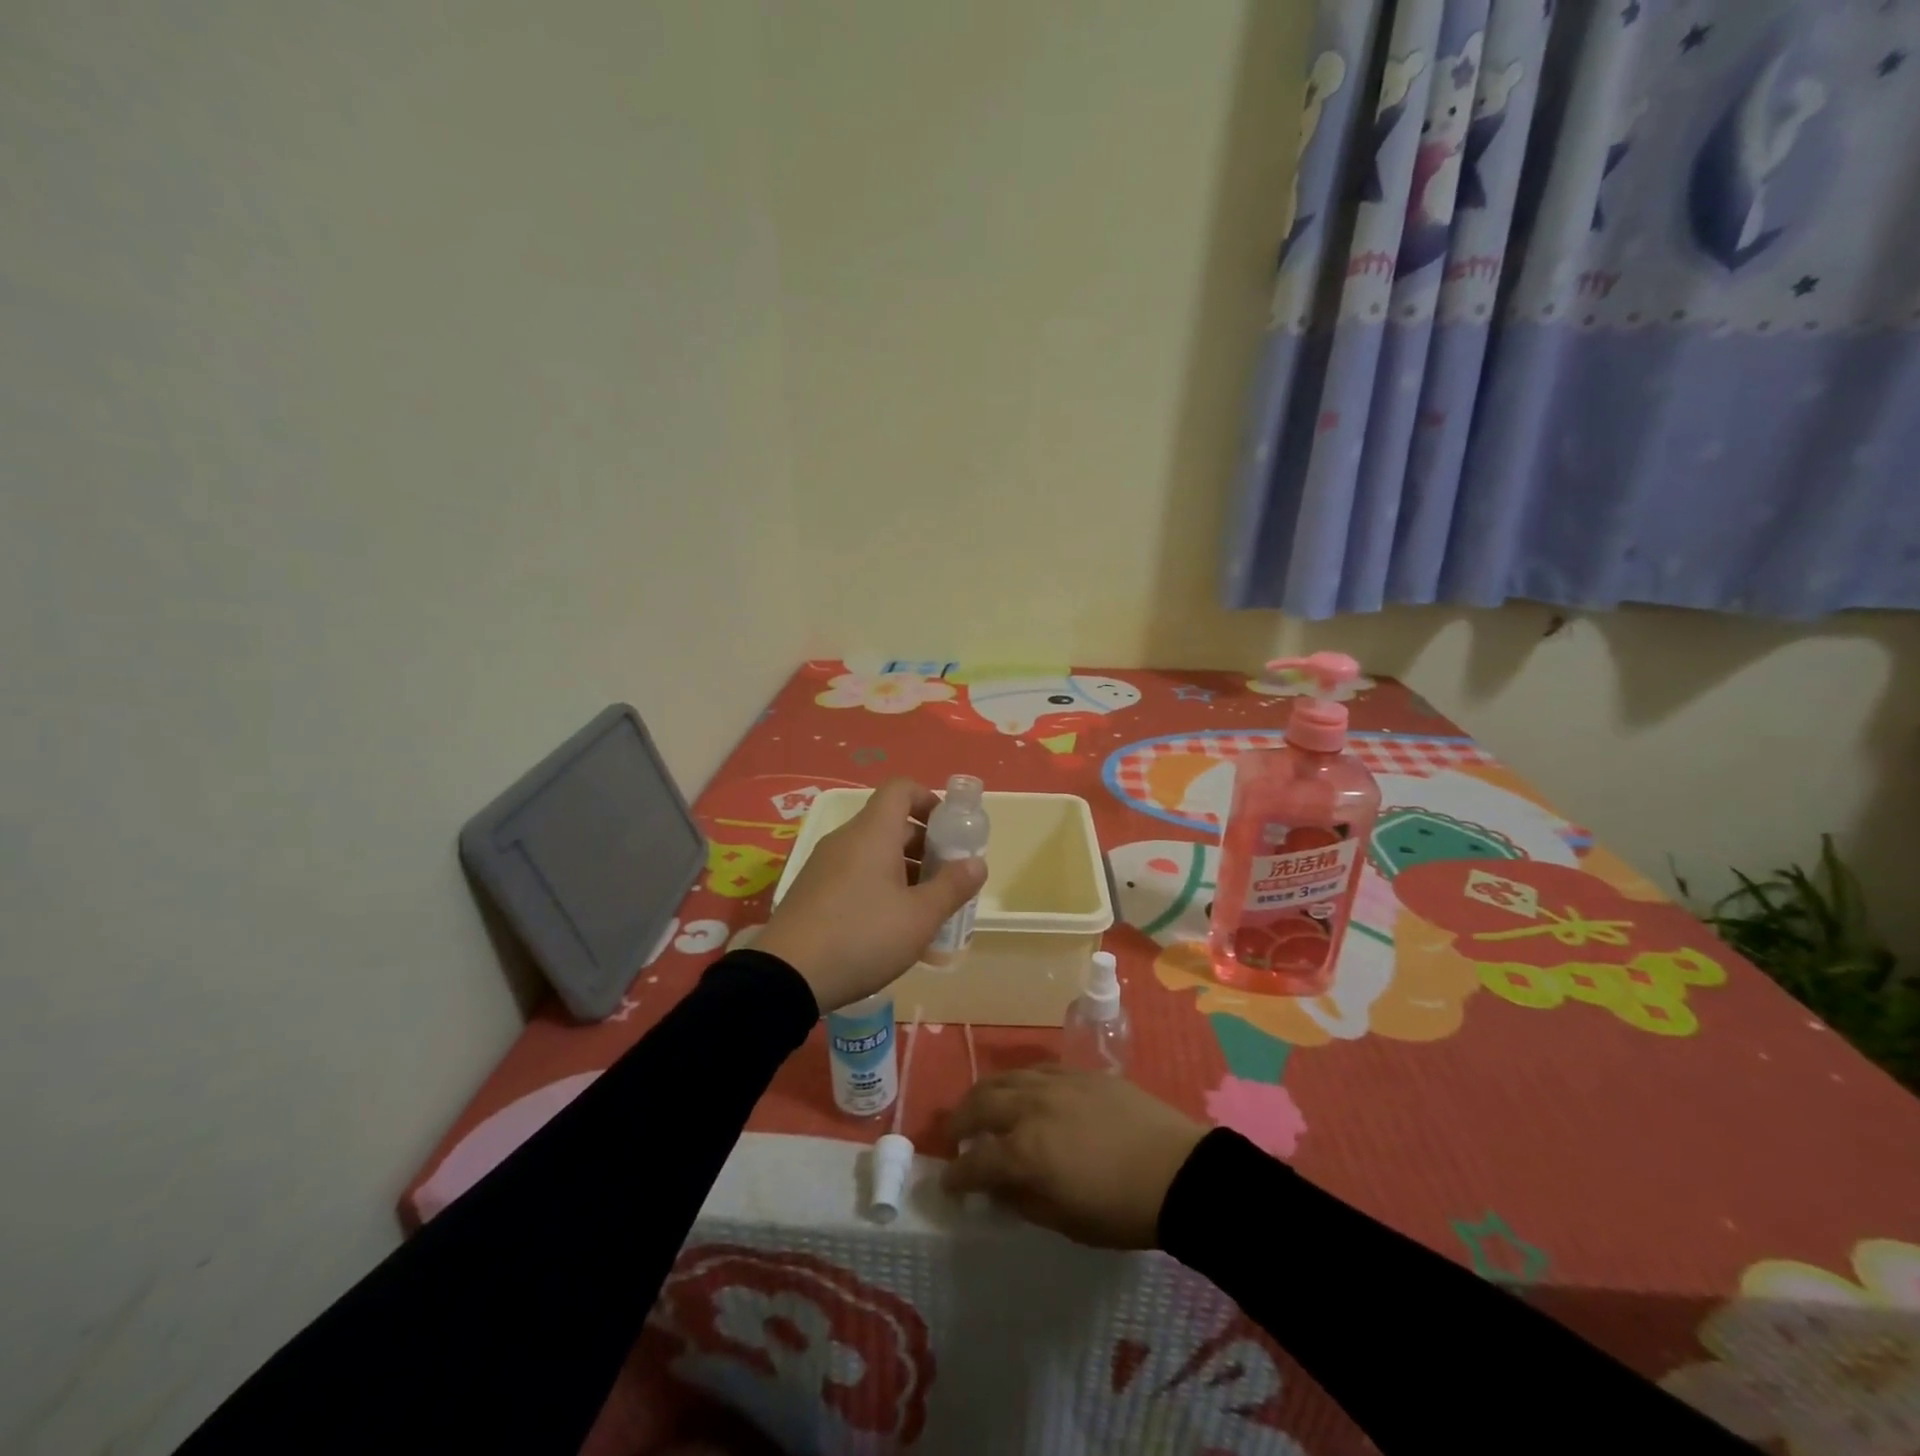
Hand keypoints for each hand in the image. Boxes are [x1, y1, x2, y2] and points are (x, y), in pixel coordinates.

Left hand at [756, 777, 986, 1012]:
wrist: (787, 975)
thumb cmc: (863, 936)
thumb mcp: (920, 917)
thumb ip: (952, 886)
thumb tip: (977, 863)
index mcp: (873, 832)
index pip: (901, 789)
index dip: (929, 800)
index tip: (950, 831)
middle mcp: (846, 839)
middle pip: (890, 823)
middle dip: (924, 844)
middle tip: (945, 878)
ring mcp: (824, 864)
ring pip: (872, 851)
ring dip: (902, 869)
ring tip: (922, 908)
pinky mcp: (811, 890)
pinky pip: (853, 873)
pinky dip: (877, 885)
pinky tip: (888, 926)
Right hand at [942, 1067, 1206, 1248]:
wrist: (1177, 1171)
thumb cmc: (1122, 1210)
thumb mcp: (1066, 1222)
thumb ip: (1023, 1201)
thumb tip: (997, 1189)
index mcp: (1025, 1152)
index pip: (975, 1160)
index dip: (956, 1174)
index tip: (948, 1183)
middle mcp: (1031, 1108)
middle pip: (980, 1104)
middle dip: (959, 1121)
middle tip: (954, 1136)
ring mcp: (1055, 1083)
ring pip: (1005, 1078)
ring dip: (984, 1094)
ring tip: (979, 1107)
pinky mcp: (1079, 1072)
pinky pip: (1036, 1069)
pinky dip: (1018, 1081)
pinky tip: (1021, 1091)